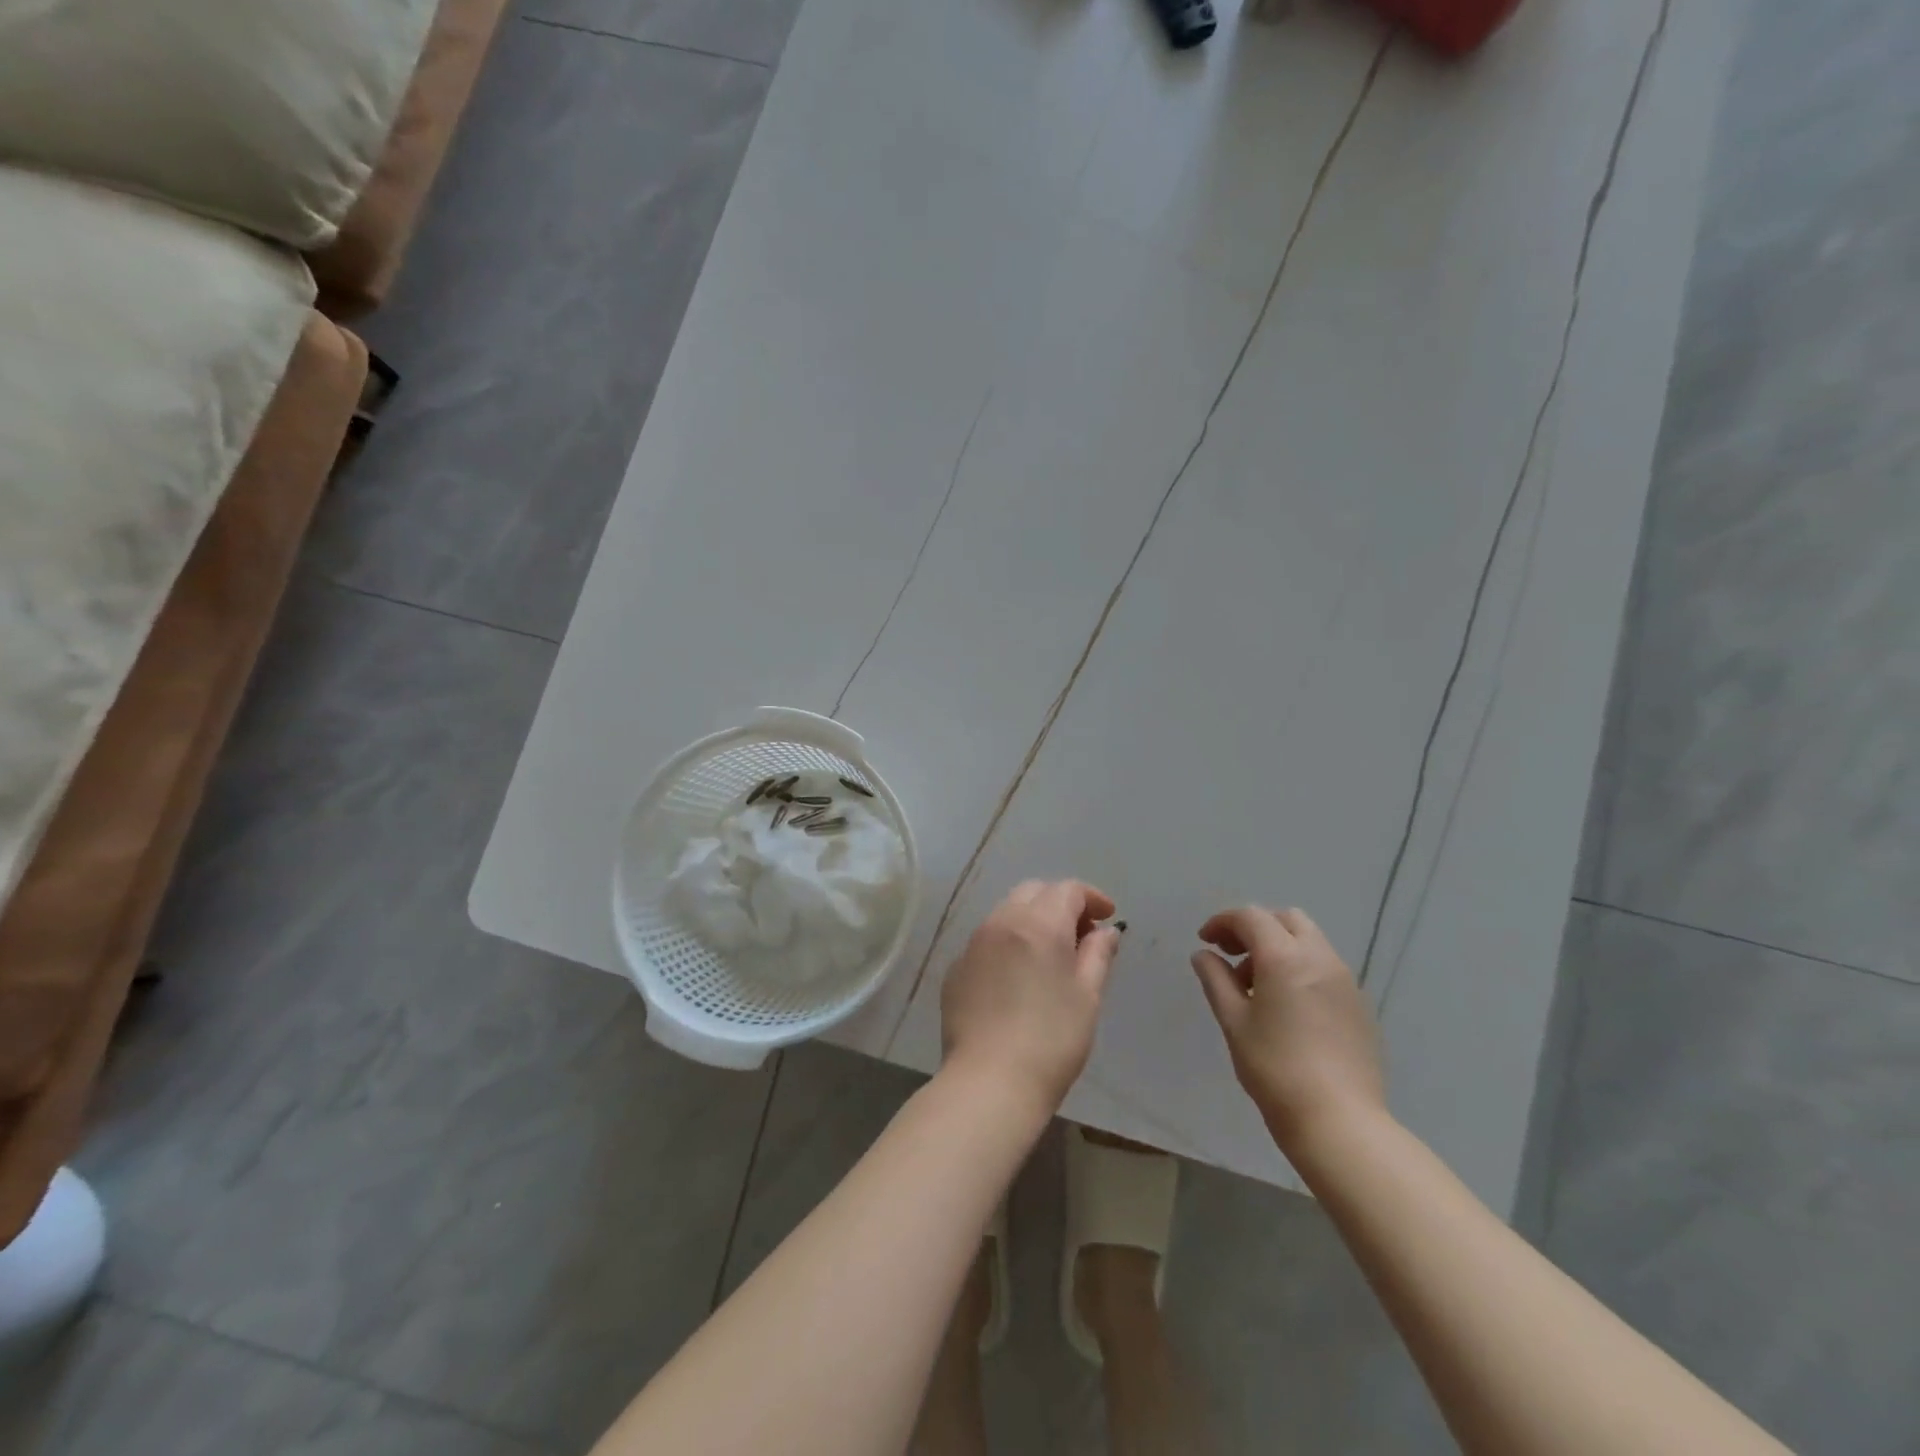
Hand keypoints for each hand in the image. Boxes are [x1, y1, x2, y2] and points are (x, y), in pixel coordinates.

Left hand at [941, 880, 1122, 1113]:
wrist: (989, 1083)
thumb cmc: (1052, 1040)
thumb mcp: (1087, 997)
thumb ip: (1097, 955)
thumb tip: (1105, 931)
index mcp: (1038, 924)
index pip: (1068, 890)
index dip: (1092, 898)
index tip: (1108, 917)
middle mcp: (1001, 922)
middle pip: (1033, 892)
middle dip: (1060, 903)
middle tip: (1081, 934)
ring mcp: (972, 945)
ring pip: (1006, 913)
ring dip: (1032, 920)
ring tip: (1050, 955)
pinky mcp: (955, 970)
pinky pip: (986, 941)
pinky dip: (1008, 944)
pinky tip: (1017, 978)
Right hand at [1190, 906, 1385, 1149]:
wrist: (1339, 1120)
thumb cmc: (1275, 1068)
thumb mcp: (1233, 1021)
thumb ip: (1216, 980)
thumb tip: (1204, 955)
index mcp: (1285, 957)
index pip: (1251, 917)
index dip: (1223, 922)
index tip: (1205, 942)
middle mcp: (1320, 958)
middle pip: (1285, 920)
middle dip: (1255, 928)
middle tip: (1232, 955)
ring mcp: (1345, 980)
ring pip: (1309, 941)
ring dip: (1279, 947)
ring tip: (1256, 986)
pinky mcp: (1359, 1004)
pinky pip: (1325, 967)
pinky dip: (1300, 967)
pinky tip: (1287, 1006)